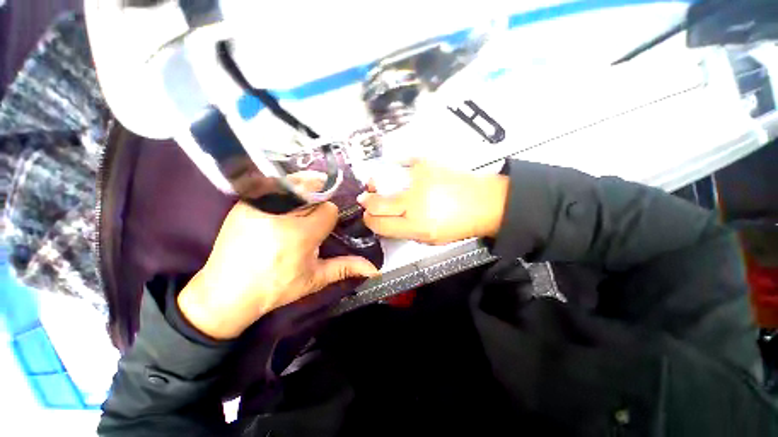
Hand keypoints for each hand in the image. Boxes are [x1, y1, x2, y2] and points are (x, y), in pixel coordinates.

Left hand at [177, 202, 378, 339]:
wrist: (226, 292)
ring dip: (302, 192)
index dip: (330, 218)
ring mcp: (260, 205)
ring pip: (294, 183)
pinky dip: (282, 190)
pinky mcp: (244, 203)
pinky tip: (281, 207)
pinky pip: (272, 186)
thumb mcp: (314, 279)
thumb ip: (345, 267)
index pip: (329, 210)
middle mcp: (281, 215)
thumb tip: (375, 268)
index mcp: (302, 234)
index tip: (322, 228)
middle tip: (310, 220)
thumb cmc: (275, 288)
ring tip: (298, 210)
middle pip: (314, 193)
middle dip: (317, 205)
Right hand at [358, 160, 508, 244]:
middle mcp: (414, 203)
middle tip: (366, 201)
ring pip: (382, 181)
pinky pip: (398, 165)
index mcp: (417, 225)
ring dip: (376, 185)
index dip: (370, 221)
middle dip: (367, 203)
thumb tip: (385, 222)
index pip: (379, 224)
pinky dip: (393, 171)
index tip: (370, 217)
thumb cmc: (460, 224)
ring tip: (377, 187)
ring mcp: (418, 180)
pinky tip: (397, 176)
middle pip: (376, 202)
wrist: (484, 202)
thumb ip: (405, 231)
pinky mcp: (424, 164)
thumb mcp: (431, 239)